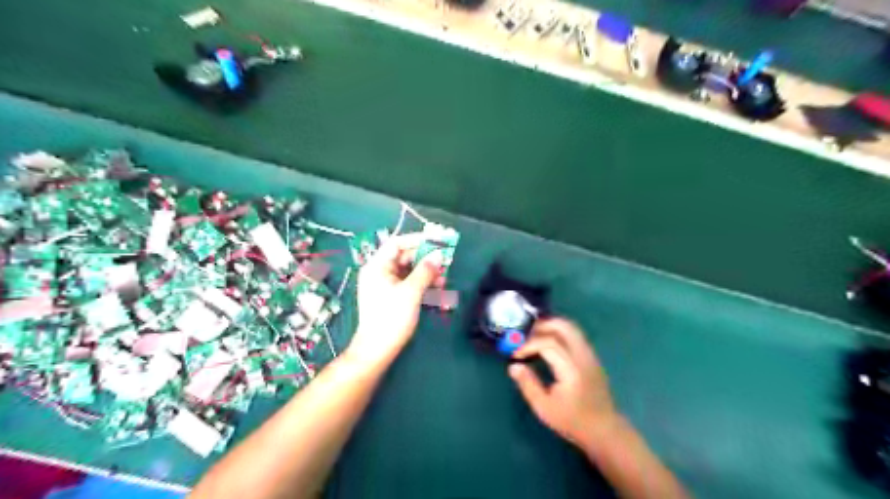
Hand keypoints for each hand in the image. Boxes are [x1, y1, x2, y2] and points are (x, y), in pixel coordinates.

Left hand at [348, 236, 445, 367]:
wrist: (377, 350)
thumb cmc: (391, 318)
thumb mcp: (411, 292)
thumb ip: (425, 271)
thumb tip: (439, 254)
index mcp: (377, 266)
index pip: (397, 243)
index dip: (418, 240)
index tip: (437, 241)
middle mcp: (380, 272)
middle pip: (405, 256)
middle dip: (426, 258)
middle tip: (445, 260)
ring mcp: (386, 285)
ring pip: (409, 270)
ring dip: (427, 272)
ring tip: (444, 278)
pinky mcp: (392, 297)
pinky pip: (409, 283)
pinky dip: (423, 283)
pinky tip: (437, 288)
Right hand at [507, 319, 619, 450]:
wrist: (604, 430)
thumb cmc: (573, 422)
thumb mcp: (544, 408)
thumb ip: (528, 384)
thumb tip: (513, 366)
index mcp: (571, 369)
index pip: (548, 344)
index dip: (529, 345)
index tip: (515, 354)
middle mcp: (583, 357)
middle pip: (564, 327)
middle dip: (542, 326)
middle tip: (525, 333)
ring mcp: (590, 356)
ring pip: (571, 329)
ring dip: (551, 327)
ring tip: (534, 335)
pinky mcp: (591, 358)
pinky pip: (575, 336)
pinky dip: (559, 333)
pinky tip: (548, 343)